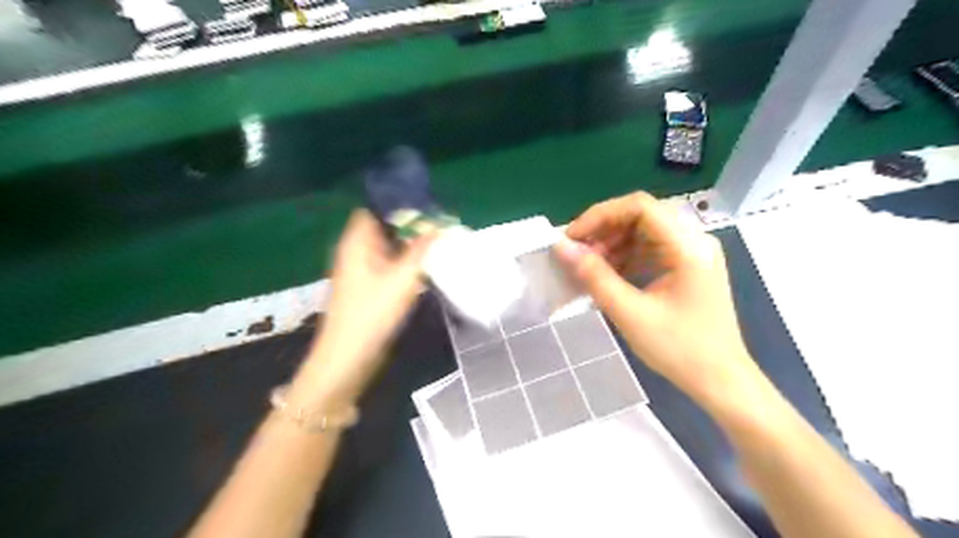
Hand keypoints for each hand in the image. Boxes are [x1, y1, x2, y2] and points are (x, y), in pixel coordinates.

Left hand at [287, 209, 431, 407]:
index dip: (397, 203)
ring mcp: (360, 269)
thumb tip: (437, 226)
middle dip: (408, 224)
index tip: (424, 204)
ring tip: (435, 240)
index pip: (374, 208)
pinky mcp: (366, 286)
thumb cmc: (373, 312)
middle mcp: (356, 250)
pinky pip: (386, 263)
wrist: (349, 355)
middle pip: (382, 227)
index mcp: (358, 242)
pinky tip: (422, 265)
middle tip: (437, 223)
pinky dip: (403, 260)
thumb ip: (421, 250)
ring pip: (386, 246)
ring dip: (407, 243)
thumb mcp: (402, 278)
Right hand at [559, 191, 761, 404]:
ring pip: (645, 231)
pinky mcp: (689, 266)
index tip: (573, 238)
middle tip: (577, 253)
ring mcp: (694, 253)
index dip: (600, 215)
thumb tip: (562, 248)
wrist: (720, 381)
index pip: (640, 206)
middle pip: (642, 215)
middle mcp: (695, 240)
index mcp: (688, 247)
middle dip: (604, 230)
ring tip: (590, 266)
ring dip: (614, 243)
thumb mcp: (630, 313)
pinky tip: (610, 274)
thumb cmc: (679, 350)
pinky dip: (627, 256)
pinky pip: (652, 248)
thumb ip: (594, 276)